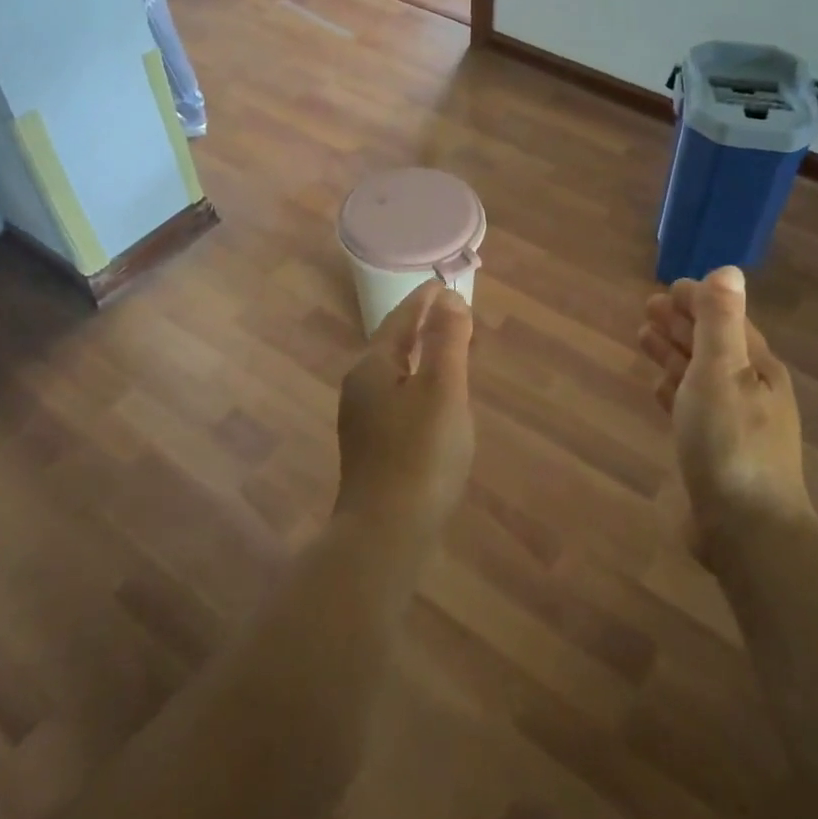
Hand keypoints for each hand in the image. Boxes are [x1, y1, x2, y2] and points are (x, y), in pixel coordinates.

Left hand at [336, 280, 475, 540]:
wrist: (385, 535)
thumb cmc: (420, 455)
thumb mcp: (442, 389)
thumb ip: (446, 340)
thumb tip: (447, 298)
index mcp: (372, 365)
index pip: (402, 318)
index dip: (426, 299)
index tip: (446, 283)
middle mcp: (359, 386)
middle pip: (395, 343)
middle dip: (425, 326)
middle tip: (457, 315)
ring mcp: (362, 419)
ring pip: (397, 372)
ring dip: (423, 355)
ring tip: (452, 350)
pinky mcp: (372, 446)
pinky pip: (398, 398)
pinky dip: (420, 384)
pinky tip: (435, 399)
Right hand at [639, 266, 810, 548]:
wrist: (746, 530)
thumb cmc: (730, 442)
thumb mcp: (723, 371)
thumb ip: (721, 321)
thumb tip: (728, 270)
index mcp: (757, 368)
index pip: (726, 320)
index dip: (698, 301)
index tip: (665, 289)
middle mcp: (750, 391)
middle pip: (712, 345)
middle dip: (681, 324)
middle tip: (646, 308)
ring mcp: (734, 424)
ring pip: (699, 376)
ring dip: (673, 353)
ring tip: (643, 338)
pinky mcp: (715, 453)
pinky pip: (691, 408)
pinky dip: (674, 390)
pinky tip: (658, 389)